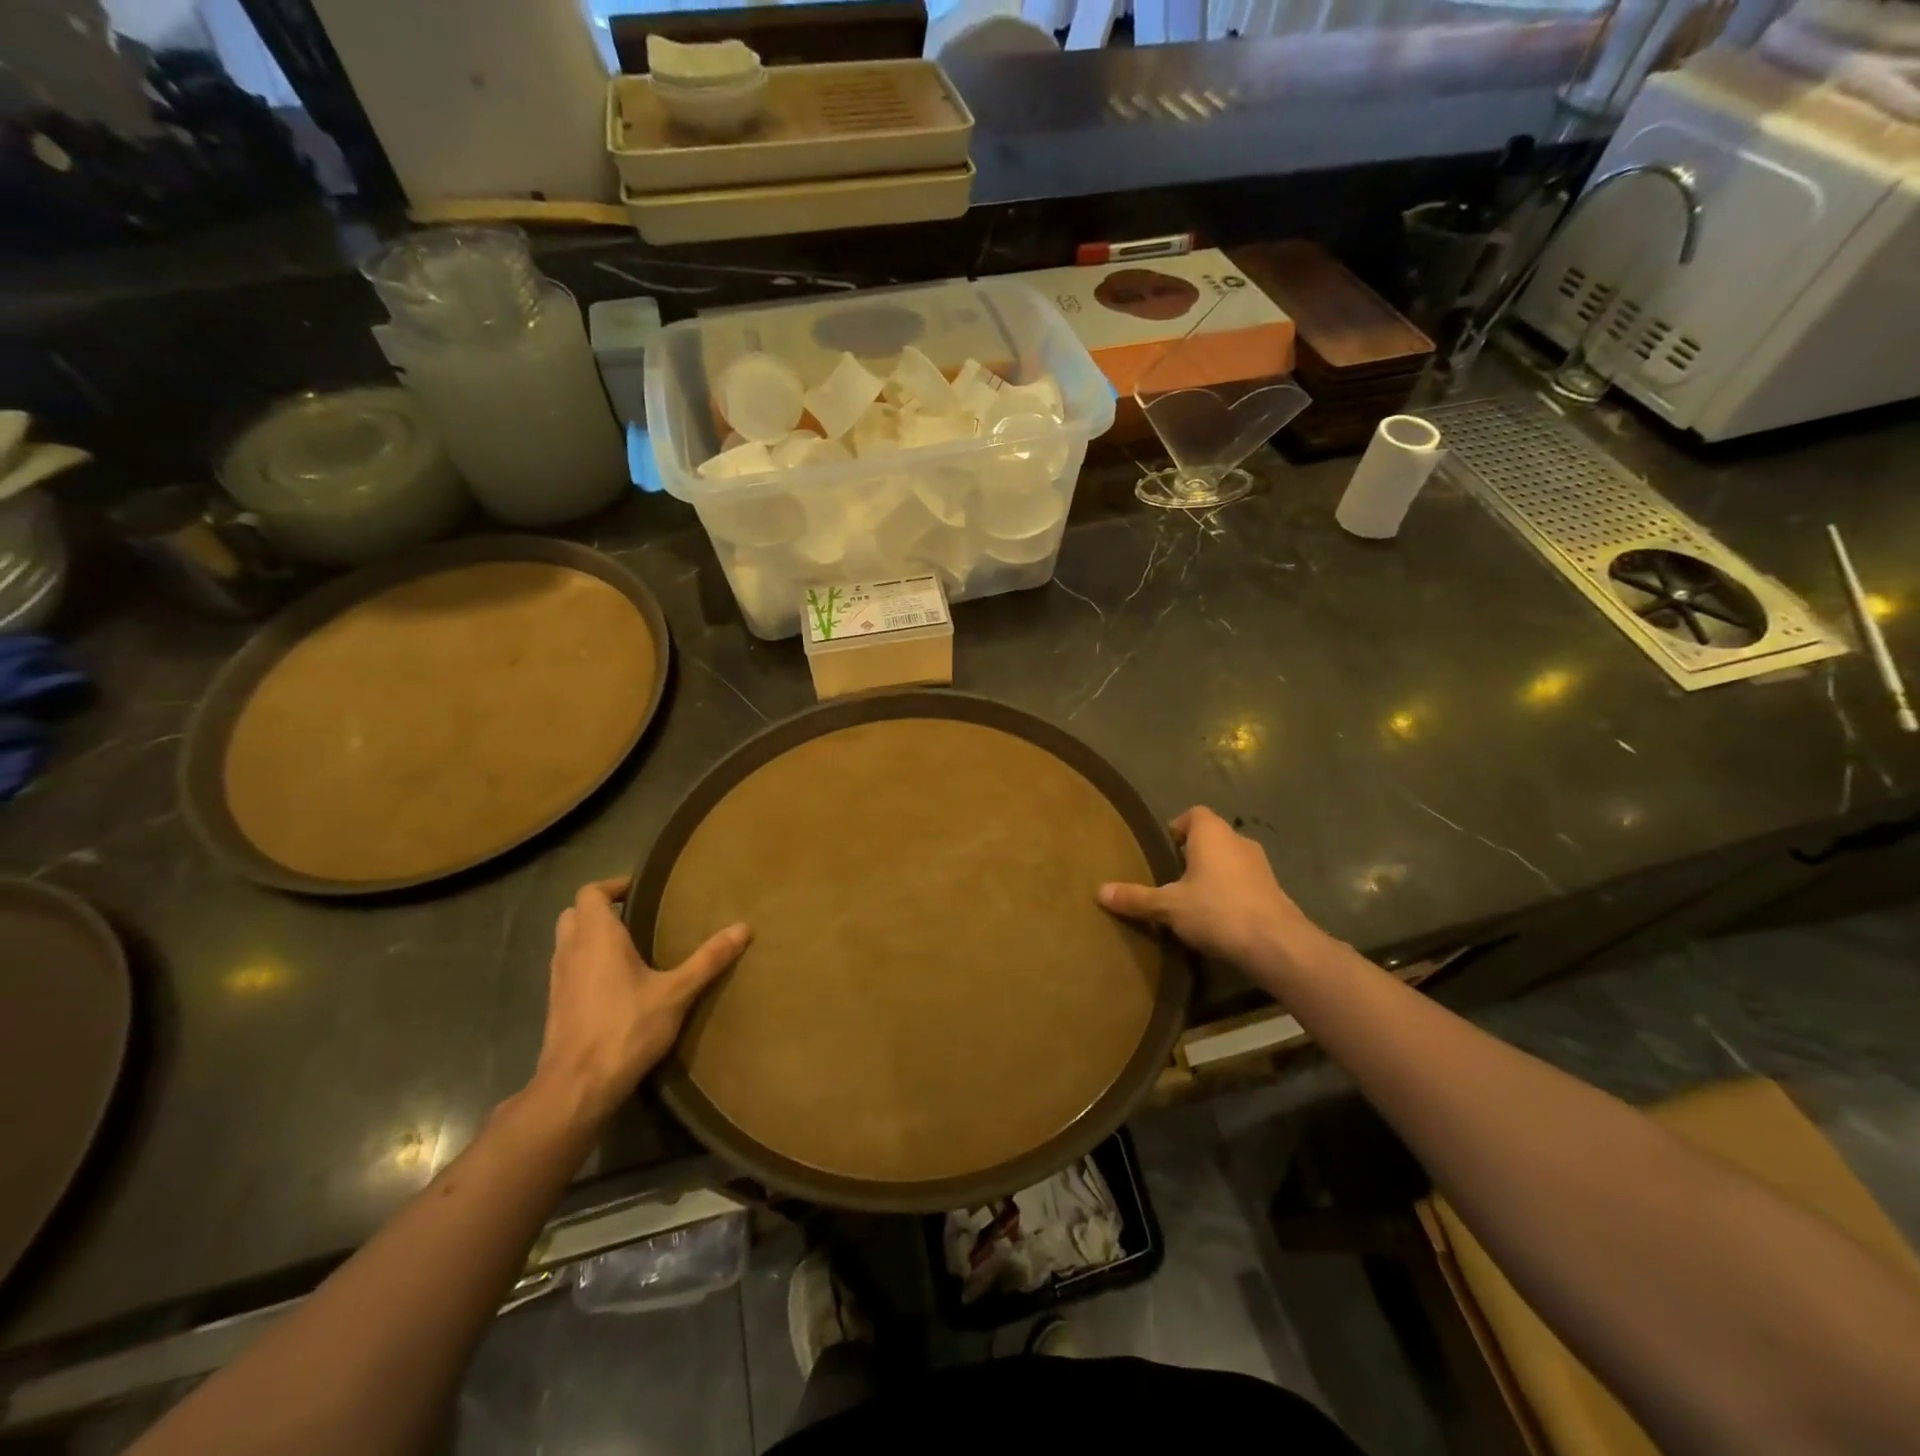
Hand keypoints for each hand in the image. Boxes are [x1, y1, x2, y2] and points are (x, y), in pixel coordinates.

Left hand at [530, 878, 749, 1124]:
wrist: (576, 1087)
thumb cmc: (626, 1029)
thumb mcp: (676, 993)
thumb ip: (708, 960)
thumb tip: (743, 927)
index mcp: (597, 937)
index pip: (591, 892)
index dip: (613, 885)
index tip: (642, 891)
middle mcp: (571, 951)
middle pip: (574, 913)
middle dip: (600, 909)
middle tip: (636, 916)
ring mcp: (557, 980)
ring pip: (567, 942)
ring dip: (591, 937)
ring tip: (630, 947)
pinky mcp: (556, 1005)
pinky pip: (568, 968)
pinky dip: (586, 963)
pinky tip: (615, 984)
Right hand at [1099, 806, 1328, 983]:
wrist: (1276, 944)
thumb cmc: (1216, 911)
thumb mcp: (1168, 906)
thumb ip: (1136, 898)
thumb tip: (1099, 892)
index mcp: (1212, 833)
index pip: (1194, 814)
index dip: (1178, 827)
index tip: (1164, 849)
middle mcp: (1238, 840)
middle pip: (1212, 836)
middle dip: (1194, 853)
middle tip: (1172, 877)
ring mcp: (1261, 865)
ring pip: (1230, 860)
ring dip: (1214, 873)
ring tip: (1194, 899)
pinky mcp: (1274, 889)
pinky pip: (1245, 881)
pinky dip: (1232, 892)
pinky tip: (1219, 917)